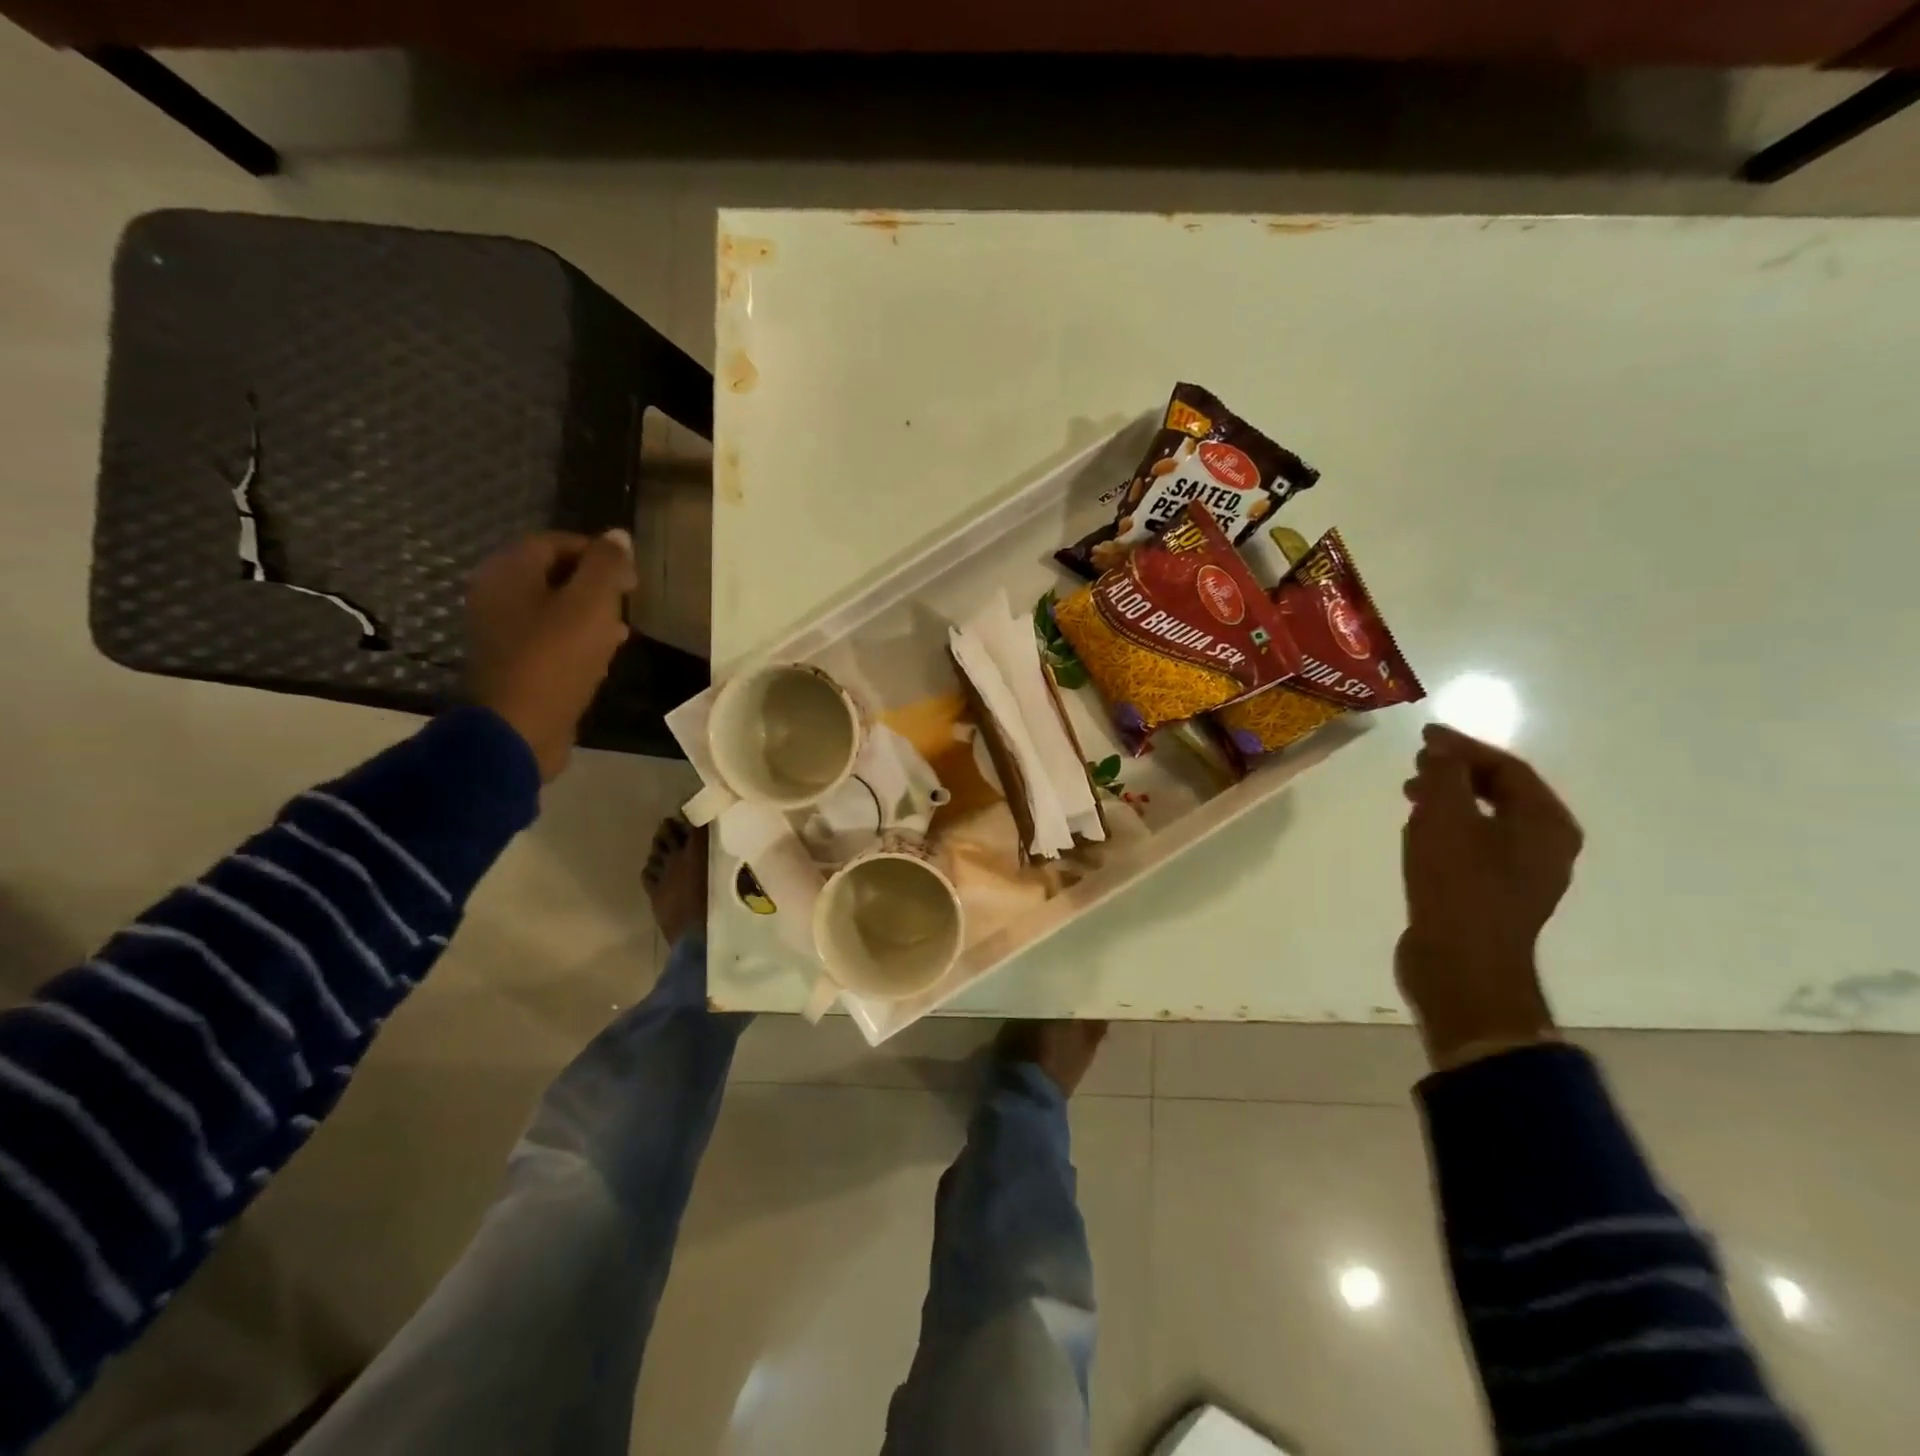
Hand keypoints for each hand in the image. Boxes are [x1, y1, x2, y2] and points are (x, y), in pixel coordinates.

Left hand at [465, 530, 636, 781]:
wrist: (519, 730)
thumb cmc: (555, 659)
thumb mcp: (591, 605)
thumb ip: (607, 566)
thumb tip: (619, 535)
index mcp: (508, 572)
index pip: (556, 542)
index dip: (598, 552)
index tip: (631, 576)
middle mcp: (496, 595)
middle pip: (553, 574)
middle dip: (595, 584)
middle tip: (628, 601)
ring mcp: (501, 632)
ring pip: (553, 608)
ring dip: (589, 614)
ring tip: (623, 628)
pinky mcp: (513, 664)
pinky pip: (549, 638)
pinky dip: (577, 639)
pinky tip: (604, 655)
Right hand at [1397, 723, 1583, 1070]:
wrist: (1461, 967)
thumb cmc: (1458, 887)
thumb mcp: (1446, 820)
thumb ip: (1445, 776)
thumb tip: (1442, 747)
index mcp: (1547, 824)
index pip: (1508, 768)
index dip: (1464, 746)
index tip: (1424, 735)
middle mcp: (1546, 847)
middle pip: (1502, 793)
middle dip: (1457, 773)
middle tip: (1416, 763)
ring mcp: (1523, 875)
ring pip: (1487, 820)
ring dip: (1450, 801)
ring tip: (1410, 795)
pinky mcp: (1495, 896)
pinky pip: (1475, 846)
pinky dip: (1449, 829)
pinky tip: (1418, 833)